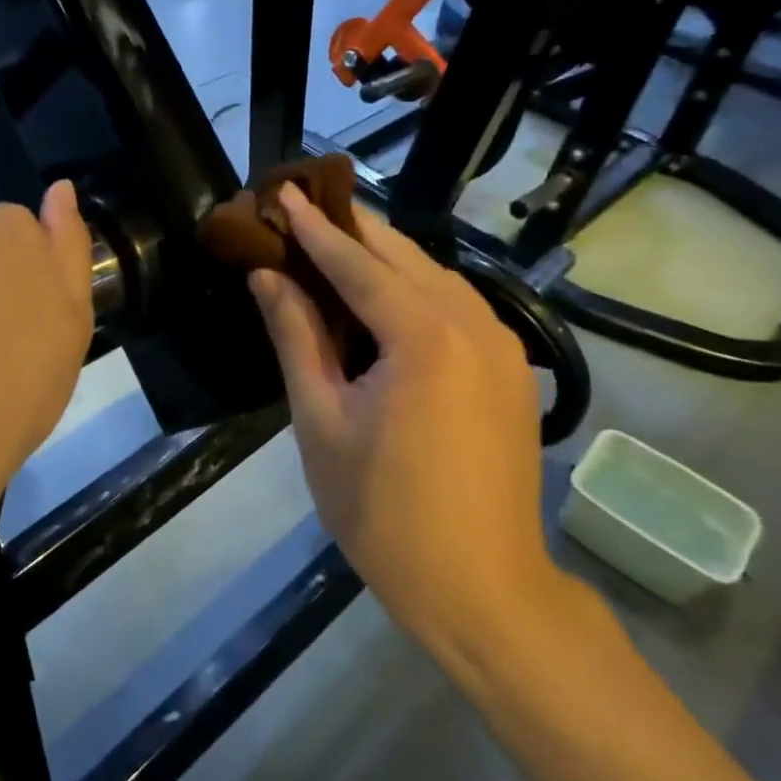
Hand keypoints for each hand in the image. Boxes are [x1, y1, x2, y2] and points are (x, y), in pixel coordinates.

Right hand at [248, 185, 559, 673]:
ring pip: (436, 276)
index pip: (356, 262)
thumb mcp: (321, 421)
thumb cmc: (382, 511)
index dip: (314, 226)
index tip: (283, 191)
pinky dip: (416, 288)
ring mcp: (503, 346)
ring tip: (336, 243)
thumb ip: (296, 337)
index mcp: (423, 335)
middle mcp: (473, 324)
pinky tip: (387, 296)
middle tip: (303, 206)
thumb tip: (267, 275)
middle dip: (351, 227)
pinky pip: (458, 306)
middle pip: (403, 255)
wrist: (482, 589)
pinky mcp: (513, 371)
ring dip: (384, 255)